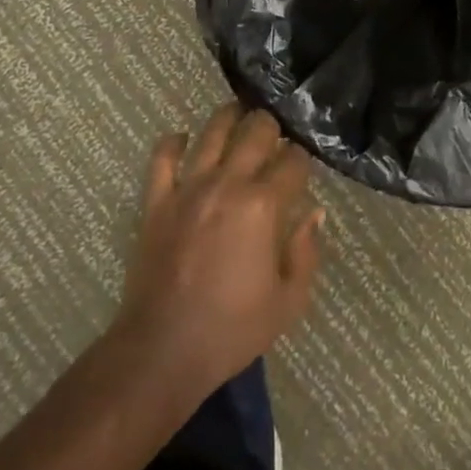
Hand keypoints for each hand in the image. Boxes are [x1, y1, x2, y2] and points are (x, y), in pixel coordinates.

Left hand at [109, 104, 324, 399]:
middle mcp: (228, 184)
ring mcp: (188, 189)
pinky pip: (162, 156)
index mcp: (264, 206)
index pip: (293, 160)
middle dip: (271, 127)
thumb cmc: (232, 329)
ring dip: (230, 118)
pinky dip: (174, 141)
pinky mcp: (156, 201)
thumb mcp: (289, 300)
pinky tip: (184, 140)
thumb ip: (307, 250)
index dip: (303, 158)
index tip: (303, 167)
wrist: (161, 352)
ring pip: (212, 131)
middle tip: (275, 136)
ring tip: (239, 117)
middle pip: (256, 130)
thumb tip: (314, 212)